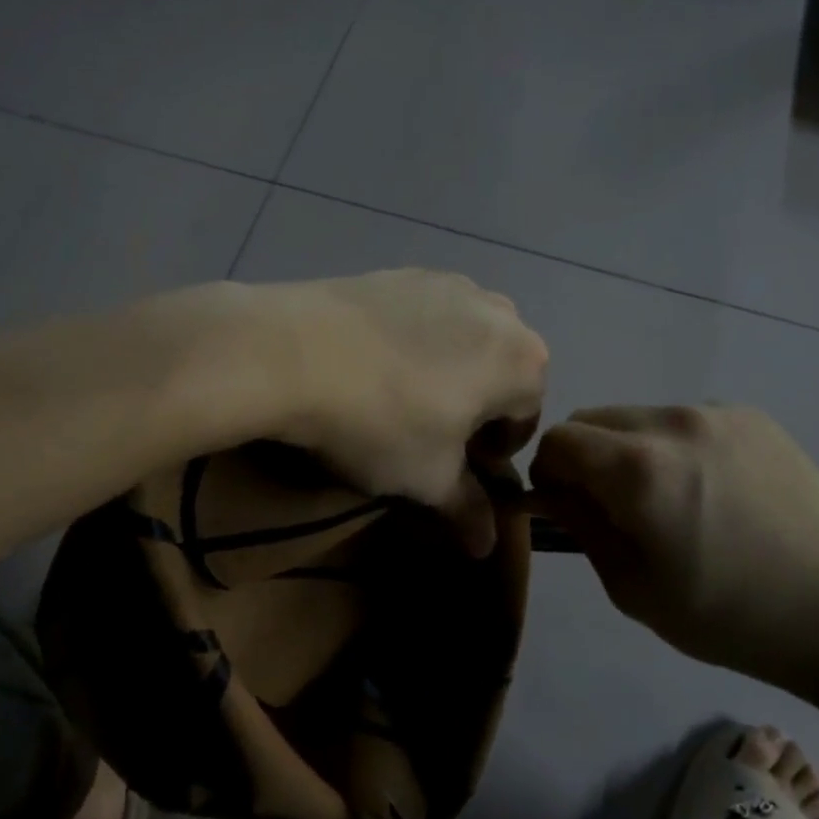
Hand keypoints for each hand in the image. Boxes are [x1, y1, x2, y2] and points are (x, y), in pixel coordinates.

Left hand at [264, 271, 547, 555]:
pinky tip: (371, 366)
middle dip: (475, 407)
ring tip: (400, 399)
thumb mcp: (428, 480)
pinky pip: (425, 315)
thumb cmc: (382, 423)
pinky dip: (414, 343)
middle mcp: (499, 311)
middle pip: (500, 373)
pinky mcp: (400, 272)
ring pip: (464, 340)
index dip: (495, 451)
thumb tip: (486, 546)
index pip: (527, 417)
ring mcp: (447, 282)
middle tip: (431, 436)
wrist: (291, 352)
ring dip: (447, 372)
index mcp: (524, 361)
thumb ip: (467, 510)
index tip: (458, 469)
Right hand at [529, 405, 818, 690]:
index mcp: (640, 468)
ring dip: (628, 452)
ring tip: (668, 504)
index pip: (557, 441)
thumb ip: (582, 527)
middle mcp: (675, 422)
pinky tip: (711, 494)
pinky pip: (685, 422)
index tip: (564, 511)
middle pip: (592, 420)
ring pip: (638, 418)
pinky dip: (672, 448)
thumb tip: (550, 492)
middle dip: (583, 459)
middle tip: (611, 511)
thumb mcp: (634, 589)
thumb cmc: (732, 618)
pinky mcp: (756, 419)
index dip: (547, 475)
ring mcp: (721, 414)